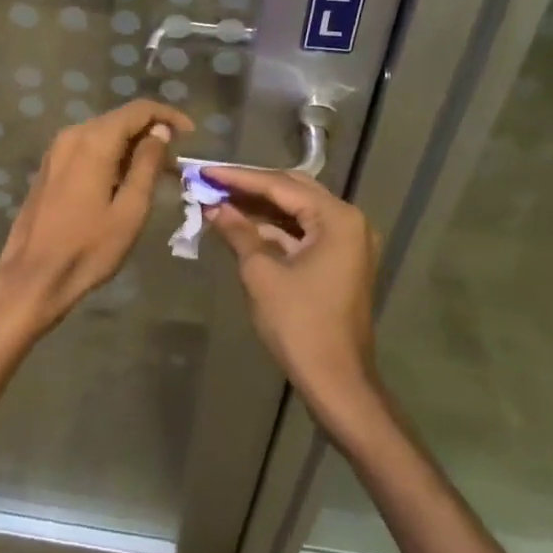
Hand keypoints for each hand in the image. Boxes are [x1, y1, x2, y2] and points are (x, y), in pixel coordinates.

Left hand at [0, 100, 193, 343]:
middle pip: (119, 119)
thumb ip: (147, 165)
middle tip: (175, 163)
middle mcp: (72, 135)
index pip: (138, 110)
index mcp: (94, 141)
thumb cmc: (88, 248)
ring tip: (154, 174)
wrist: (33, 276)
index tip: (191, 134)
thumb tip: (159, 132)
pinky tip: (122, 181)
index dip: (168, 116)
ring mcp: (56, 150)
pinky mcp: (49, 167)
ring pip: (102, 134)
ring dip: (130, 146)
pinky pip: (86, 148)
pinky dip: (109, 155)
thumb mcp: (130, 210)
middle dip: (150, 133)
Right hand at [205, 167, 378, 407]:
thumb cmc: (299, 324)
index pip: (280, 185)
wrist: (336, 381)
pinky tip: (241, 224)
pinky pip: (303, 232)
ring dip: (260, 207)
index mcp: (337, 218)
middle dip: (250, 187)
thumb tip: (215, 207)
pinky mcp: (339, 261)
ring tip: (220, 199)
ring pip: (297, 211)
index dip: (239, 178)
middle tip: (212, 182)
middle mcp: (348, 221)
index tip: (204, 170)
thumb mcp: (261, 273)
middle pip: (292, 190)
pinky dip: (273, 228)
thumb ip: (239, 232)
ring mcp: (347, 242)